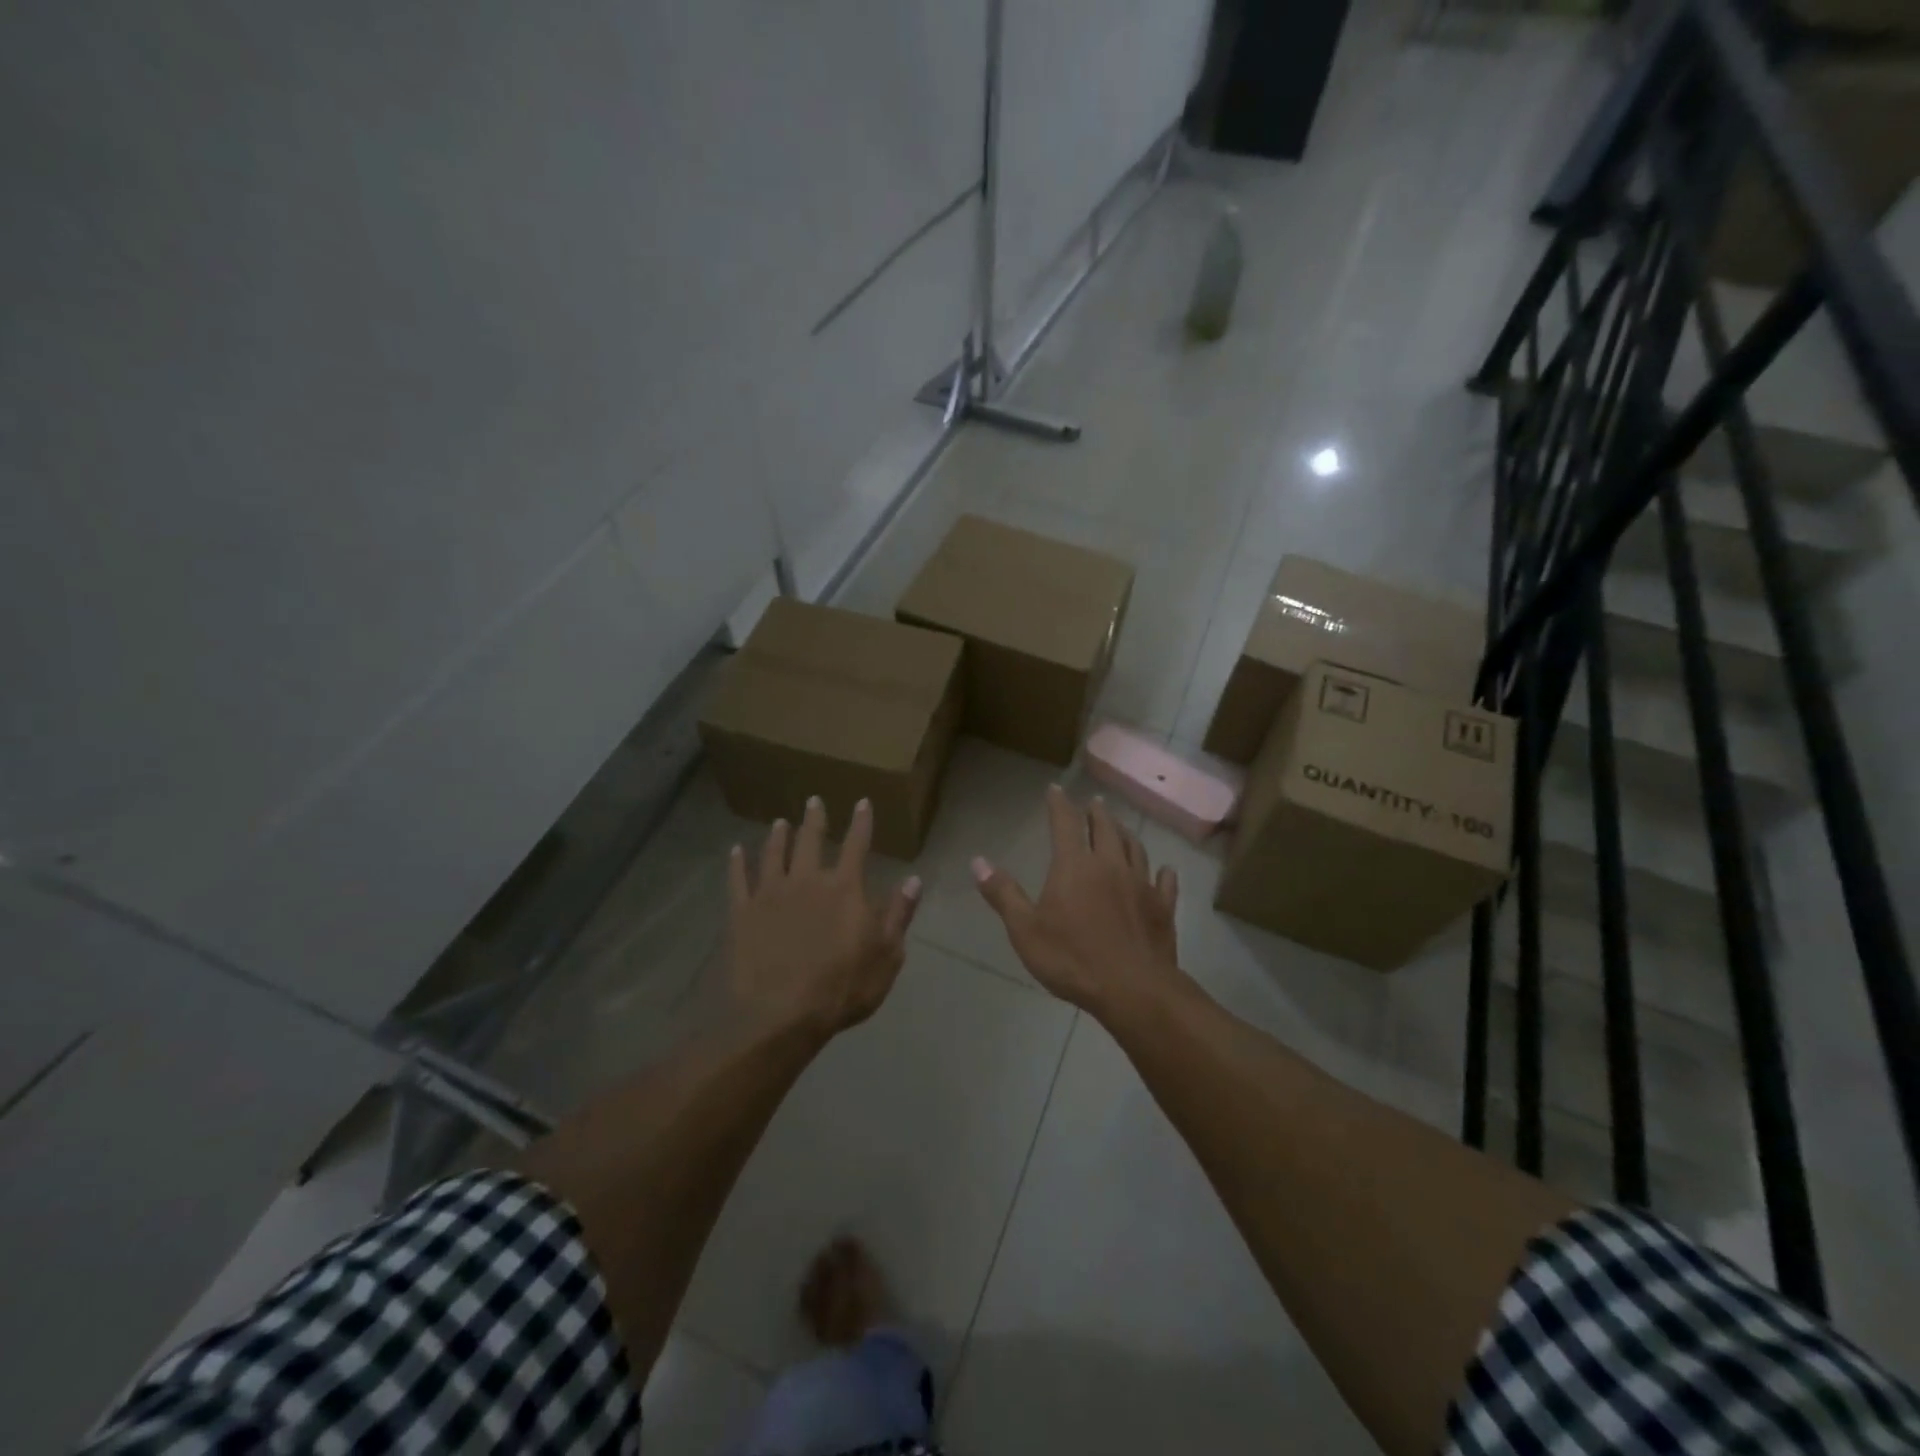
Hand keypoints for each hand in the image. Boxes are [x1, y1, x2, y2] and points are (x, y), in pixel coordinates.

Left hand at [726, 796, 920, 1043]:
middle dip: (815, 819)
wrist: (779, 1014)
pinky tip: (735, 851)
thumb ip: (898, 915)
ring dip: (779, 836)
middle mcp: (807, 880)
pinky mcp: (742, 912)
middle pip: (811, 840)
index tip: (862, 802)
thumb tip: (914, 880)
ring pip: (774, 854)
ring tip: (780, 823)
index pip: (857, 845)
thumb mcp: (886, 956)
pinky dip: (737, 863)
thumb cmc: (841, 988)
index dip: (861, 822)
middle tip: (813, 801)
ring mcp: (771, 894)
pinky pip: (738, 880)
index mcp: (845, 888)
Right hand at [972, 785, 1180, 1019]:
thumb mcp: (1025, 930)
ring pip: (1135, 848)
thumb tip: (978, 861)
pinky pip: (1165, 882)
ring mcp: (1141, 884)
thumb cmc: (1072, 959)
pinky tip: (1164, 870)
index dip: (1059, 804)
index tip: (1056, 789)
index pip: (1065, 823)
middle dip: (1097, 813)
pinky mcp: (1162, 907)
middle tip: (1094, 802)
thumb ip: (1003, 894)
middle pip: (1105, 828)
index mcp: (1074, 866)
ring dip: (1126, 833)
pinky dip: (1162, 872)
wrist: (1132, 989)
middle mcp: (1110, 865)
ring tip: (1121, 827)